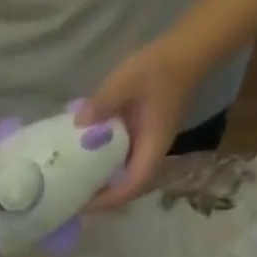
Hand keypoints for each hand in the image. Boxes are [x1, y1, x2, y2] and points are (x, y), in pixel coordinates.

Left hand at [79, 39, 207, 209]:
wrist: (184, 51)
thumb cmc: (158, 68)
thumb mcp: (126, 81)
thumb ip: (103, 102)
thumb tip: (79, 122)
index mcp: (152, 146)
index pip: (132, 185)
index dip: (109, 199)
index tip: (83, 205)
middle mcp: (151, 151)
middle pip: (128, 187)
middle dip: (102, 198)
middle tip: (72, 200)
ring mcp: (147, 144)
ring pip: (124, 175)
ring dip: (102, 184)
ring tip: (73, 186)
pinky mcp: (140, 135)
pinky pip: (120, 159)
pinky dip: (103, 166)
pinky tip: (81, 161)